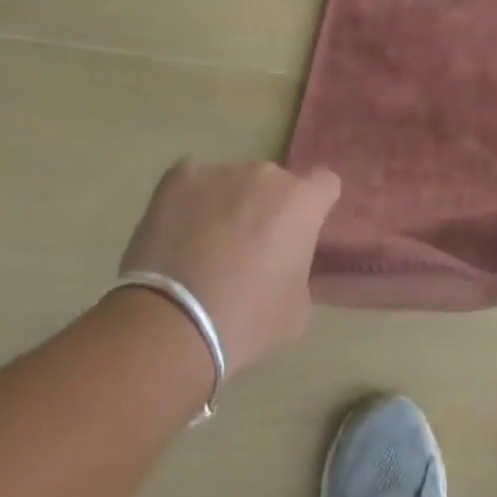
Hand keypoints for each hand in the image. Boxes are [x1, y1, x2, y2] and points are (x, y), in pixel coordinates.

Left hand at [119, 161, 341, 371]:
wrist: (172, 324)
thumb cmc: (247, 320)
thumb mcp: (297, 308)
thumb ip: (300, 270)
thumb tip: (286, 263)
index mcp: (303, 201)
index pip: (324, 184)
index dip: (313, 208)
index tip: (298, 235)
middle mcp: (267, 175)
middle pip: (275, 185)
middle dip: (266, 210)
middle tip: (249, 251)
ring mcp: (221, 172)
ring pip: (233, 184)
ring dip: (228, 206)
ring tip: (204, 248)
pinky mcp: (179, 179)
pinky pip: (192, 180)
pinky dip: (190, 200)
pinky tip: (179, 230)